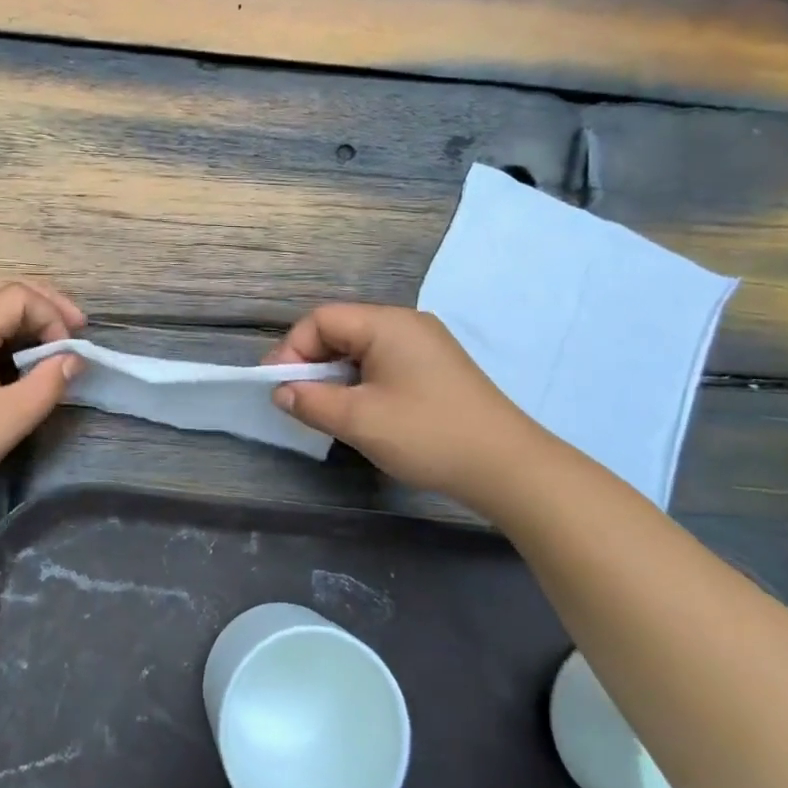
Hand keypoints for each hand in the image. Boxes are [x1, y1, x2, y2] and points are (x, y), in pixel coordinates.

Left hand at [0, 278, 84, 512]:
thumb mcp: (5, 422)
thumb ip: (46, 386)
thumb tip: (73, 359)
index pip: (19, 296)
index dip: (52, 317)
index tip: (67, 354)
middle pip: (2, 286)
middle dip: (43, 303)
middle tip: (75, 327)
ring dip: (22, 311)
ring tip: (52, 335)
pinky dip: (1, 324)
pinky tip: (16, 348)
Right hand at [265, 303, 550, 511]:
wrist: (508, 467)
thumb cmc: (428, 434)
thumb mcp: (360, 420)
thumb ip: (312, 402)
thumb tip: (282, 392)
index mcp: (387, 323)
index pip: (322, 319)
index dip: (293, 349)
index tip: (279, 387)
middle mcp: (406, 324)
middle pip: (341, 330)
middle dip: (312, 362)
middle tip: (296, 399)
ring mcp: (425, 345)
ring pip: (361, 348)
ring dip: (336, 375)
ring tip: (324, 408)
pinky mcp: (436, 368)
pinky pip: (383, 362)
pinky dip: (361, 381)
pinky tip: (359, 410)